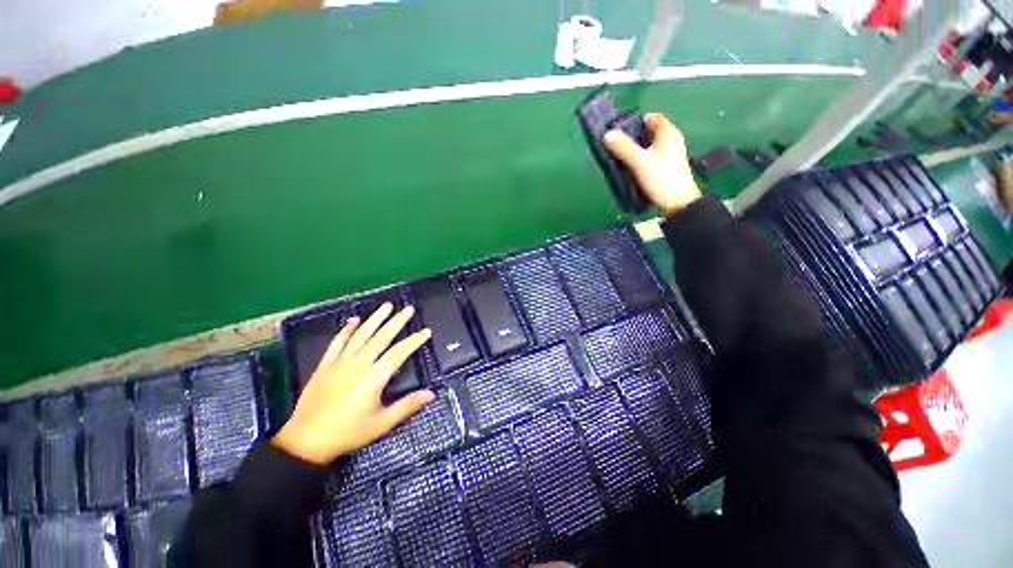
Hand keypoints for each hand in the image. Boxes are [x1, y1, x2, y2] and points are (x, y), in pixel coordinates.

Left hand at [272, 303, 434, 464]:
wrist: (305, 441)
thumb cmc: (347, 433)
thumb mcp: (381, 424)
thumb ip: (407, 406)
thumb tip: (432, 394)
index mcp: (374, 377)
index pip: (399, 353)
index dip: (414, 341)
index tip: (426, 331)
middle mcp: (358, 364)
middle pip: (381, 337)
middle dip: (397, 322)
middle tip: (408, 309)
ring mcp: (340, 362)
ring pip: (361, 334)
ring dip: (375, 319)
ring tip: (387, 306)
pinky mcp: (325, 365)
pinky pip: (337, 342)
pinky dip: (346, 330)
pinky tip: (353, 320)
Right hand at [604, 113, 701, 214]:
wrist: (678, 203)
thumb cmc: (660, 178)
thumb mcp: (638, 162)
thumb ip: (623, 147)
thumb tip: (607, 134)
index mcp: (668, 133)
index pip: (652, 117)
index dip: (636, 122)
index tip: (622, 133)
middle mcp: (673, 140)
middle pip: (651, 132)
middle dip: (635, 138)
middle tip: (619, 147)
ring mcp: (673, 154)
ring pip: (652, 146)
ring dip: (638, 150)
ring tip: (624, 160)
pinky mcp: (670, 167)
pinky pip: (654, 157)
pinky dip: (644, 160)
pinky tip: (635, 170)